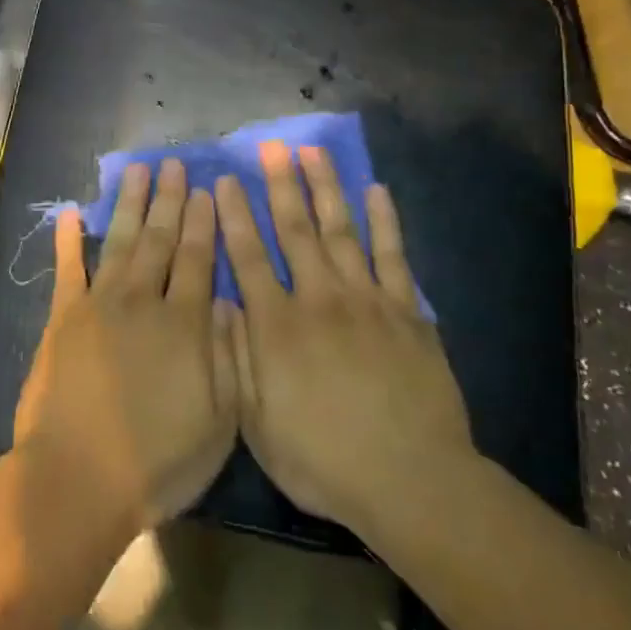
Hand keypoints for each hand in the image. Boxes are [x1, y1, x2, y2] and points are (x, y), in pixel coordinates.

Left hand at [13, 158, 238, 531]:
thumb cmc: (159, 459)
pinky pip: (68, 268)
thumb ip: (228, 354)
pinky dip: (69, 239)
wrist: (80, 476)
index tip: (209, 189)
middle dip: (171, 199)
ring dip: (131, 204)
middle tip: (175, 163)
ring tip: (138, 170)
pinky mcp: (64, 318)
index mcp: (185, 324)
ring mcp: (99, 305)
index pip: (199, 259)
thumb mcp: (220, 419)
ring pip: (121, 242)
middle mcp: (143, 301)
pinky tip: (73, 213)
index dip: (205, 222)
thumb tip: (229, 300)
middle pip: (161, 240)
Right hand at [215, 142, 473, 538]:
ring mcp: (366, 301)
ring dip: (325, 188)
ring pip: (340, 231)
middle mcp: (318, 299)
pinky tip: (376, 191)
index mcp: (277, 326)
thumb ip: (235, 357)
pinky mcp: (406, 312)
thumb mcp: (257, 422)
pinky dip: (384, 222)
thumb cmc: (323, 460)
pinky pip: (392, 256)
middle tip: (270, 147)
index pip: (248, 257)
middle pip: (295, 231)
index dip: (234, 216)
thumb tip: (218, 302)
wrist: (412, 481)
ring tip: (313, 152)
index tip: (223, 181)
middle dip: (279, 185)